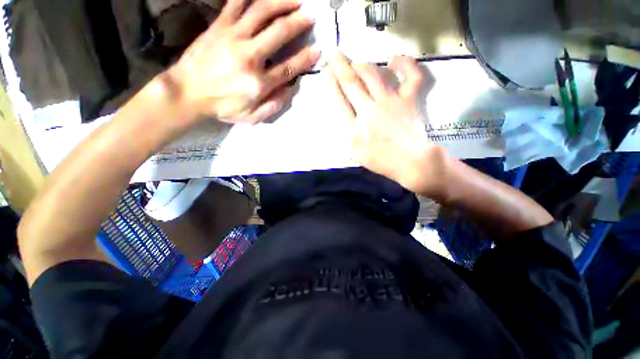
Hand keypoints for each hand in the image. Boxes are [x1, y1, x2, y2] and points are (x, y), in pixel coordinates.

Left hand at [167, 0, 319, 123]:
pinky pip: (235, 3)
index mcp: (259, 83)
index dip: (305, 59)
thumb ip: (273, 105)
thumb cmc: (222, 107)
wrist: (186, 92)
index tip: (317, 51)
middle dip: (298, 23)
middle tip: (310, 18)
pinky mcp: (219, 26)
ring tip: (294, 1)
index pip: (289, 68)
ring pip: (262, 11)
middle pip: (279, 33)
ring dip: (281, 3)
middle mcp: (249, 56)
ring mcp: (233, 37)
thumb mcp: (251, 117)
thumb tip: (290, 89)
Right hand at [328, 52, 448, 196]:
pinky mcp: (408, 99)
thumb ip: (344, 132)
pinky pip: (410, 76)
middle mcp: (369, 110)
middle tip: (334, 53)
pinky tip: (393, 60)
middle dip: (340, 66)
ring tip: (355, 61)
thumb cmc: (379, 159)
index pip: (339, 99)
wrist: (409, 161)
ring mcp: (390, 102)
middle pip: (352, 83)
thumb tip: (339, 112)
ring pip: (373, 75)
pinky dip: (404, 64)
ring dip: (362, 65)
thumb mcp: (354, 152)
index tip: (326, 71)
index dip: (331, 83)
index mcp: (354, 127)